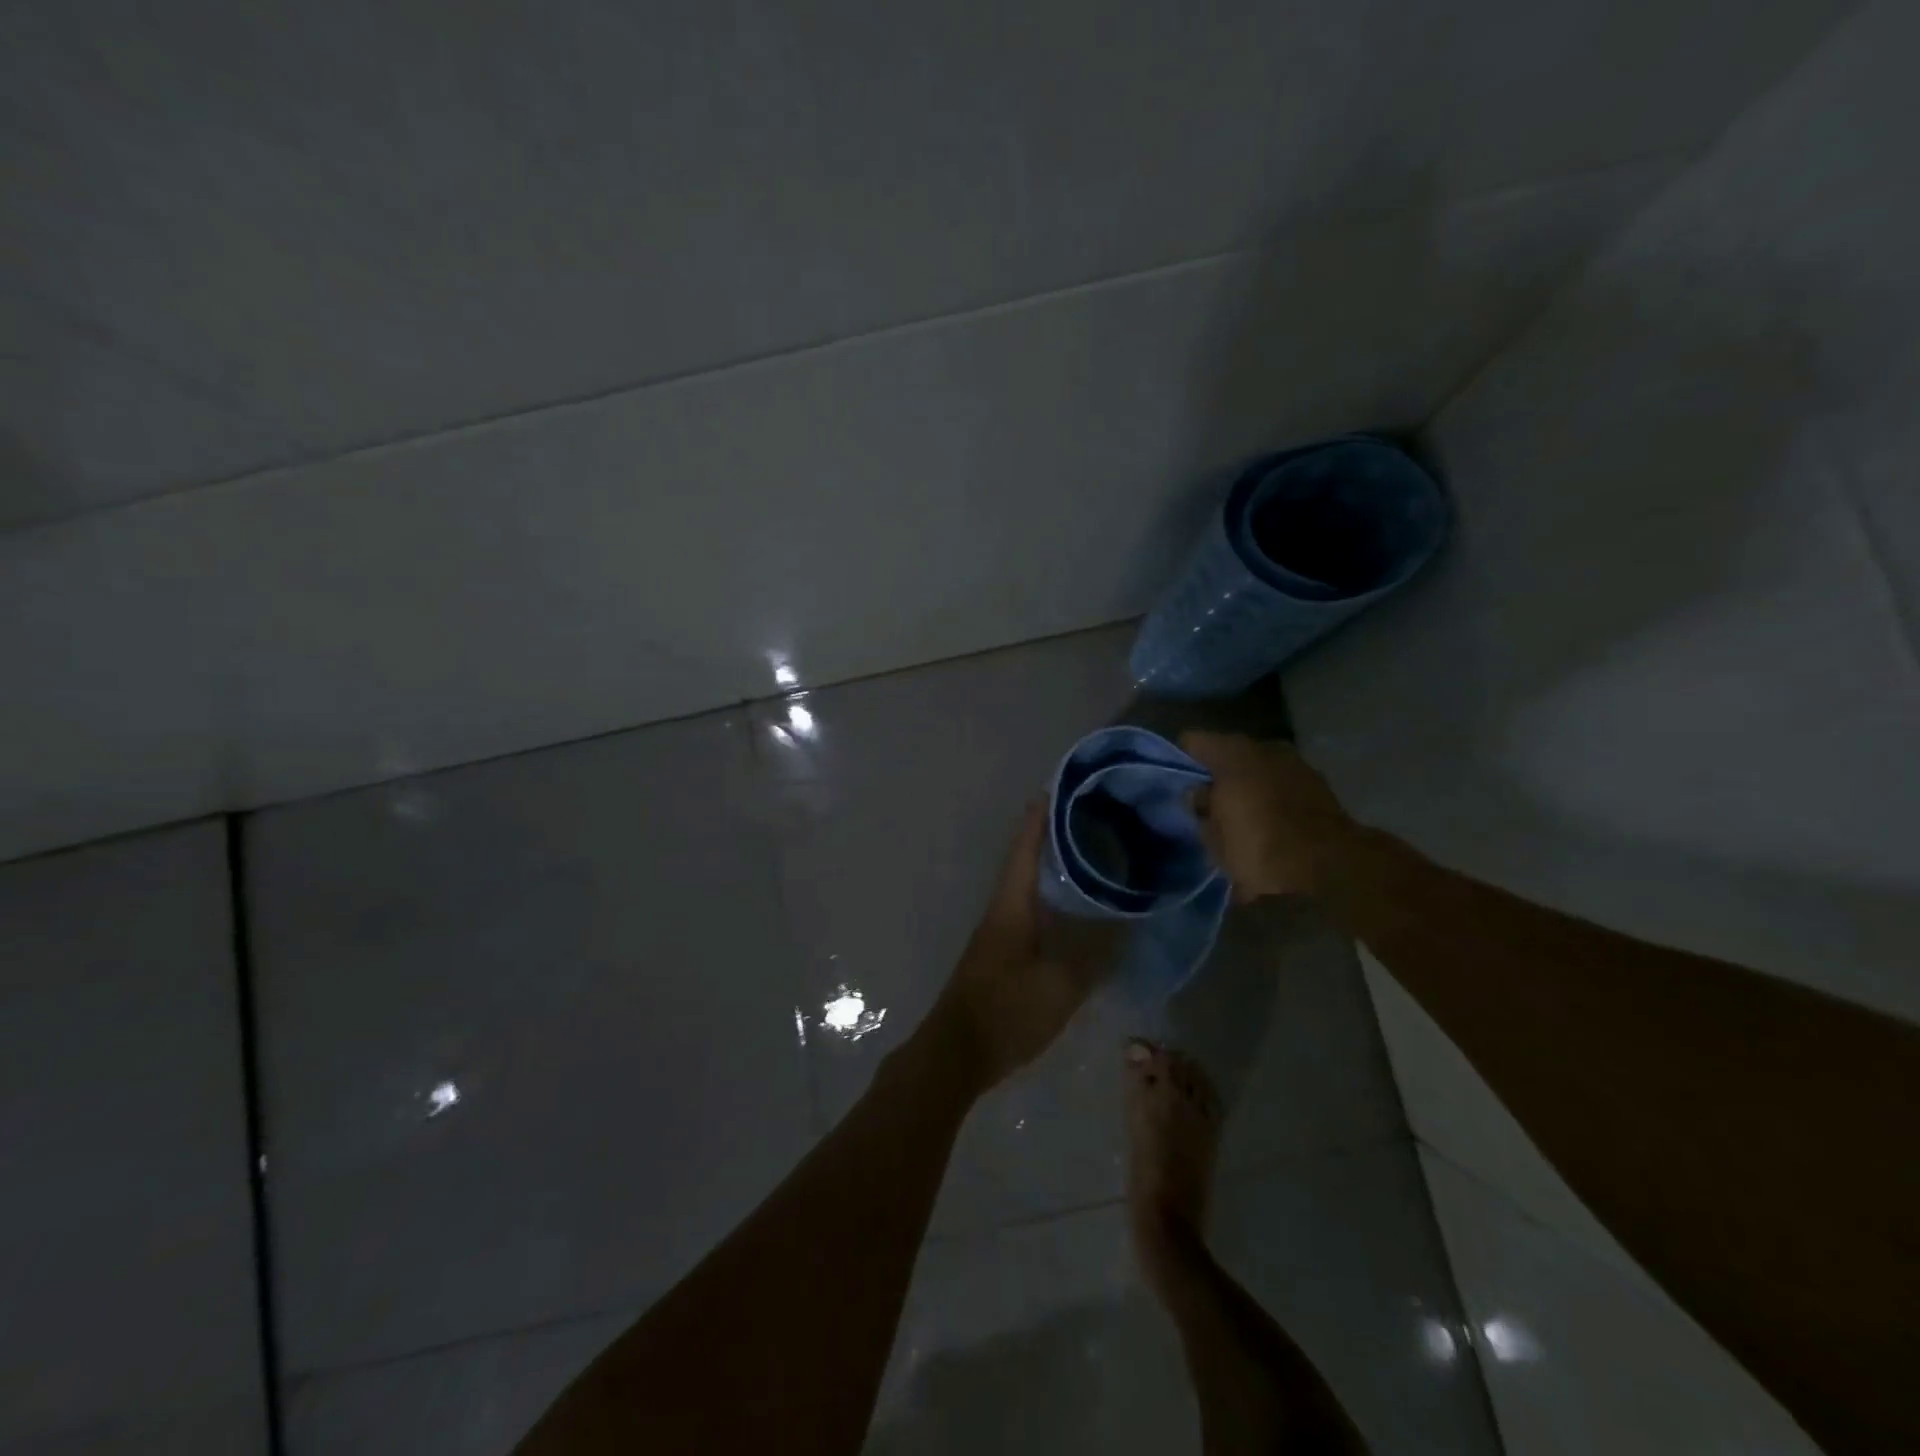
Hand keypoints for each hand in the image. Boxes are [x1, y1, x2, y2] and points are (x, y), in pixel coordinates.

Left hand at [926, 801, 1119, 1089]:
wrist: (956, 1052)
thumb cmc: (1006, 1011)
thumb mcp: (1060, 986)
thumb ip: (1095, 956)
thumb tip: (1126, 926)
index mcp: (1011, 905)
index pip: (1025, 848)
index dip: (1040, 817)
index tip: (1057, 788)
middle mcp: (1001, 909)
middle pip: (1025, 860)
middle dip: (1050, 835)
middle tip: (1088, 819)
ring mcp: (998, 931)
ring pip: (1026, 885)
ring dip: (1050, 865)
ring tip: (1088, 854)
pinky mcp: (1001, 952)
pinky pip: (1029, 909)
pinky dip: (1050, 896)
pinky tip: (1073, 907)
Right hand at [1180, 733, 1359, 899]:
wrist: (1328, 870)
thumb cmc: (1259, 844)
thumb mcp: (1213, 832)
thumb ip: (1201, 806)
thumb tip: (1199, 794)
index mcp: (1236, 752)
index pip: (1196, 741)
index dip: (1182, 757)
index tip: (1173, 778)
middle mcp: (1267, 749)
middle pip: (1231, 756)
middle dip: (1219, 774)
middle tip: (1205, 800)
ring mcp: (1298, 767)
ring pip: (1260, 772)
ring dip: (1248, 789)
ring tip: (1235, 816)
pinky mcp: (1321, 791)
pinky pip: (1282, 791)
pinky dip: (1271, 803)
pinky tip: (1264, 826)